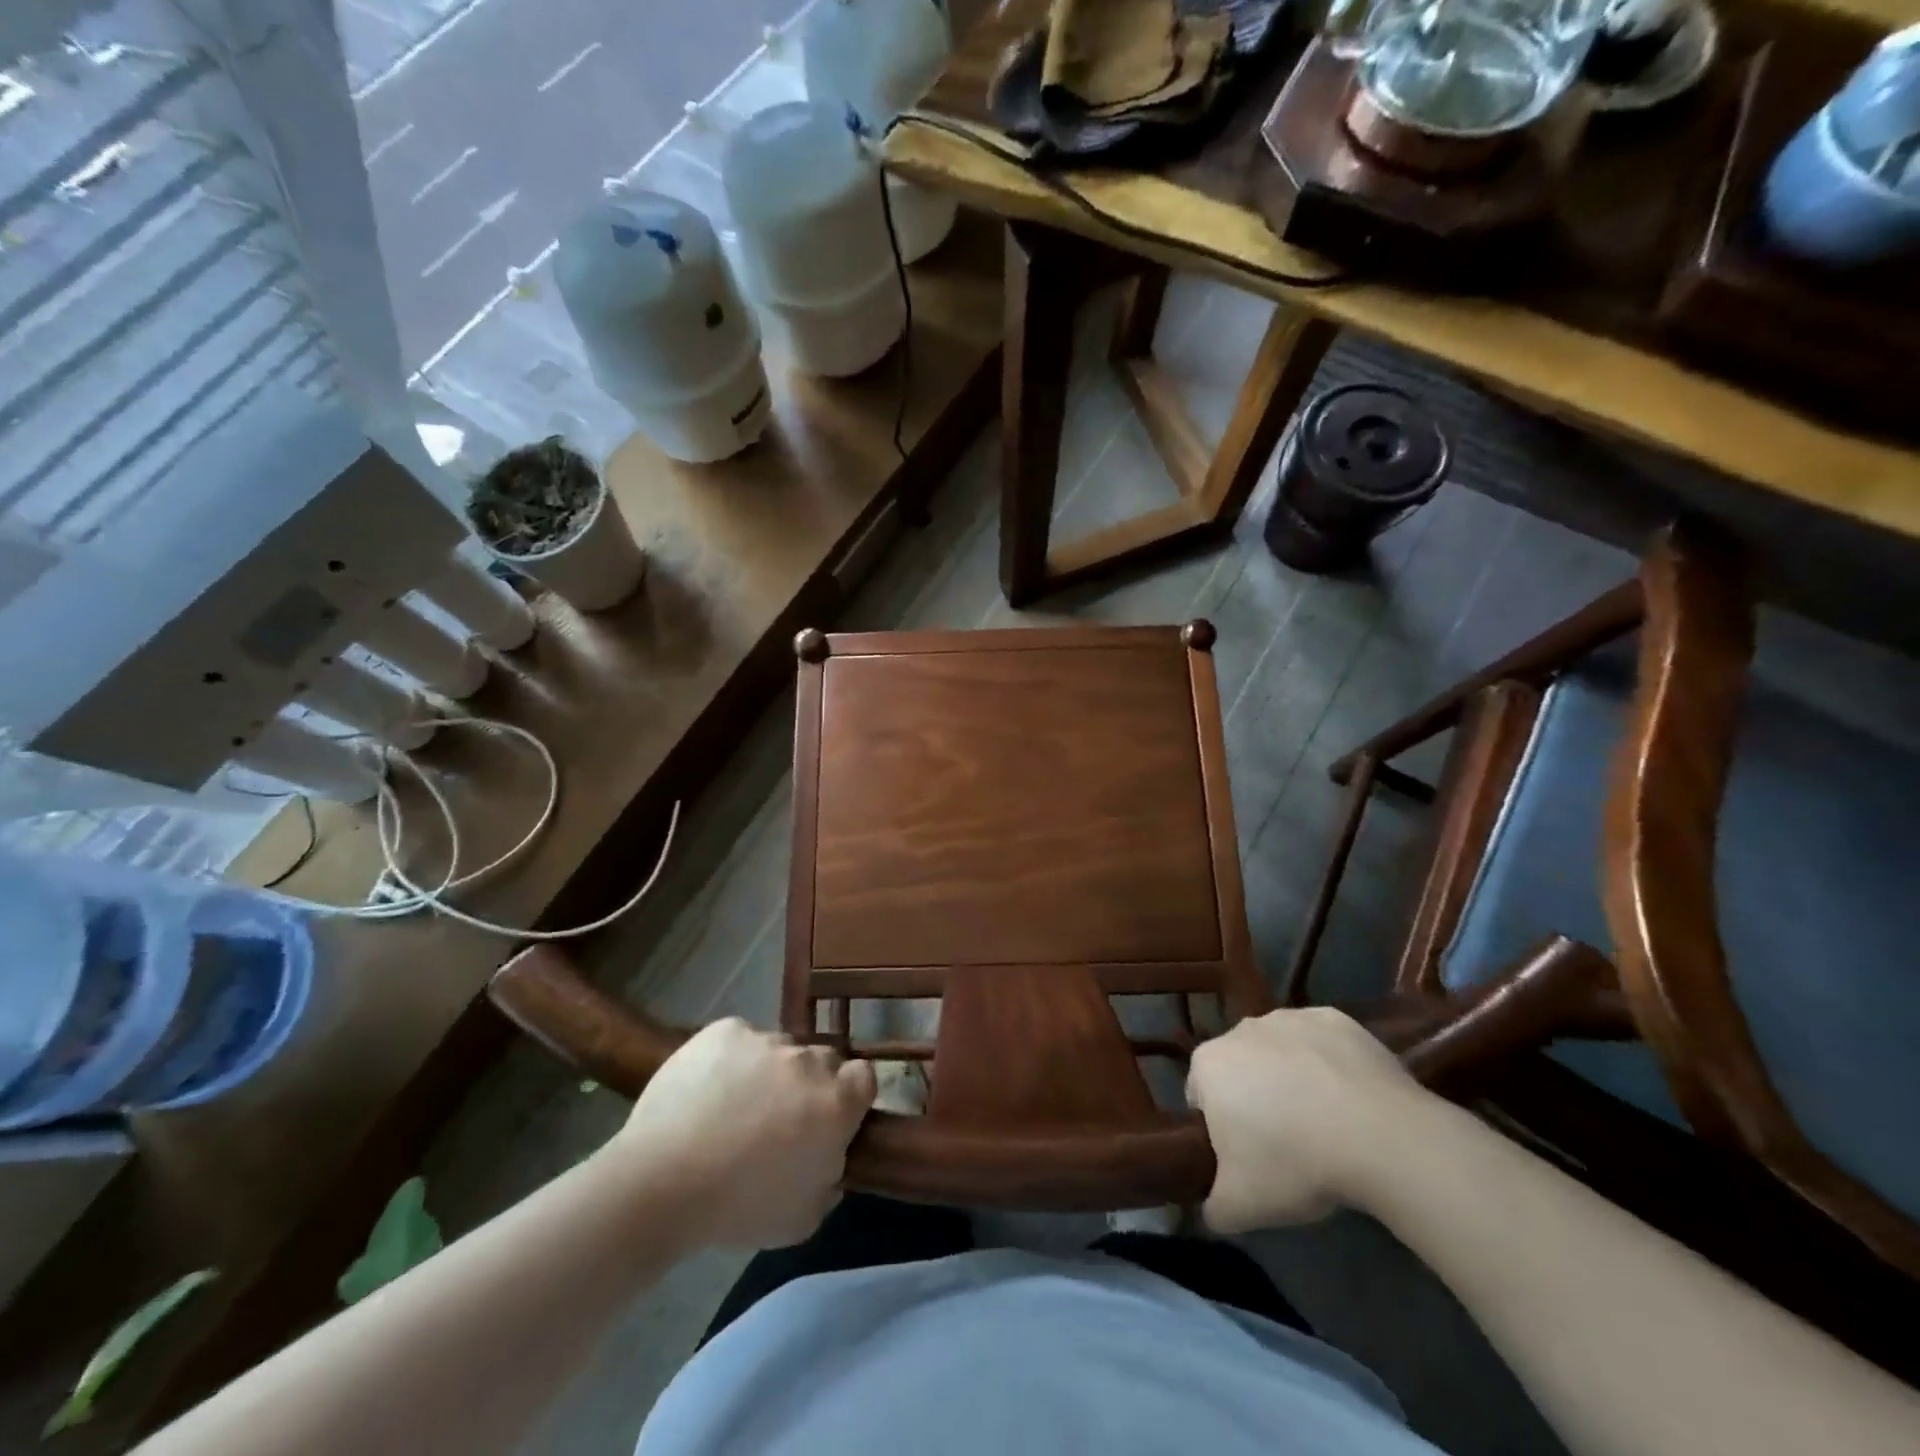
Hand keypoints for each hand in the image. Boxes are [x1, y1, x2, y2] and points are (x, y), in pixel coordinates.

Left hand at [609, 1020, 875, 1249]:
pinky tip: (706, 1090)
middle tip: (778, 1118)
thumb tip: (829, 1157)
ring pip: (779, 1049)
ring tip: (733, 1106)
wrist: (662, 1182)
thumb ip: (830, 1179)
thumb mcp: (803, 1217)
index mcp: (836, 1102)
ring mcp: (766, 1039)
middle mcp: (808, 1060)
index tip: (828, 1120)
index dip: (850, 1097)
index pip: (864, 1078)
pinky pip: (739, 1040)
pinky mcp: (726, 1030)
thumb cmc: (739, 1209)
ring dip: (768, 1071)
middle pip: (822, 1061)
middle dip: (808, 1084)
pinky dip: (731, 1058)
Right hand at [1186, 1007, 1429, 1232]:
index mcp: (1208, 1064)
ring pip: (1280, 1052)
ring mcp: (1289, 1018)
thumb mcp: (1241, 1206)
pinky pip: (1321, 1043)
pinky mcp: (1334, 1019)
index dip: (1221, 1130)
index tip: (1249, 1158)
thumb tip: (1209, 1211)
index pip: (1201, 1097)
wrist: (1380, 1135)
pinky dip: (1329, 1065)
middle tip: (1288, 1145)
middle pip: (1240, 1069)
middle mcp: (1240, 1029)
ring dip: (1292, 1079)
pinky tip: (1352, 1101)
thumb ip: (1212, 1207)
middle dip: (1255, 1099)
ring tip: (1326, 1124)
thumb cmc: (1295, 1162)